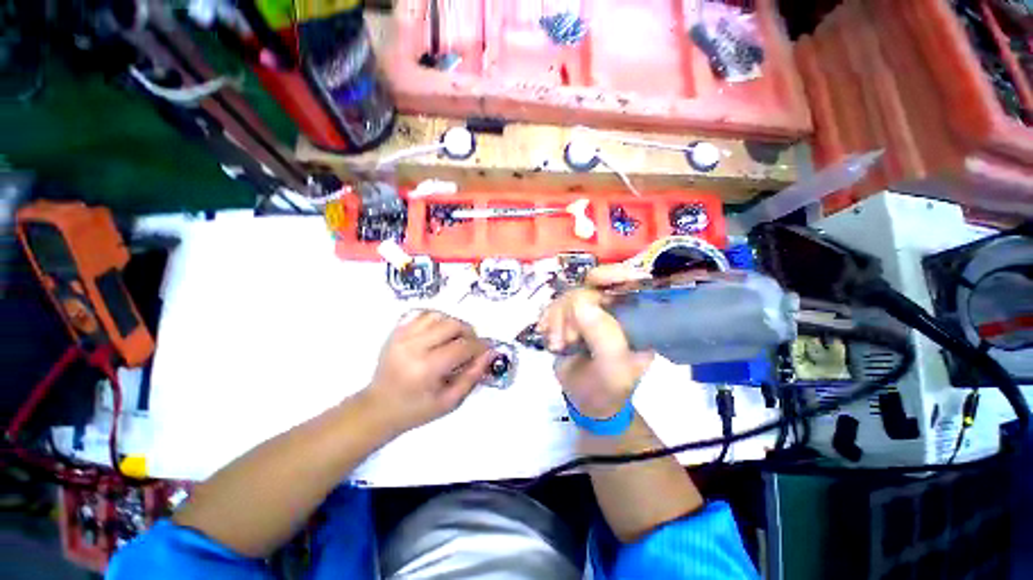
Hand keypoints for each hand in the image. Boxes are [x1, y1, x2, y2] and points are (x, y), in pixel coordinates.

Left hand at [363, 311, 491, 434]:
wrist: (378, 407)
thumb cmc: (416, 409)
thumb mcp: (450, 402)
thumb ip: (472, 376)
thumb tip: (489, 353)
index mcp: (426, 368)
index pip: (462, 347)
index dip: (480, 346)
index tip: (487, 350)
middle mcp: (413, 346)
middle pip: (452, 325)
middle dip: (469, 332)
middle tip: (471, 345)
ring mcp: (402, 336)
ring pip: (439, 315)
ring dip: (453, 324)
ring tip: (455, 339)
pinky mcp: (396, 331)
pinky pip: (423, 314)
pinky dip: (437, 319)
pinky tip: (439, 333)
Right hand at [538, 265, 653, 418]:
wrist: (584, 400)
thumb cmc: (607, 388)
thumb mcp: (612, 370)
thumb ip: (603, 338)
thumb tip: (582, 302)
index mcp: (635, 318)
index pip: (629, 285)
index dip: (614, 275)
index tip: (595, 279)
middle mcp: (613, 309)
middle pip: (590, 286)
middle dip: (573, 309)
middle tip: (568, 337)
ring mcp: (589, 311)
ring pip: (568, 296)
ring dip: (558, 320)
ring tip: (559, 345)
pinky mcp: (569, 316)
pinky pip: (554, 305)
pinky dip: (548, 319)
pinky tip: (548, 336)